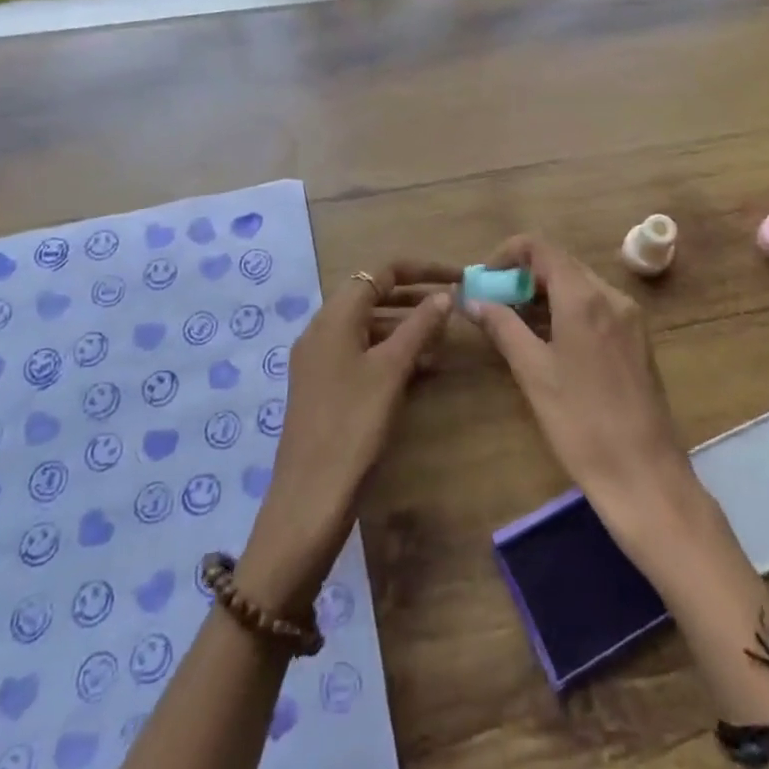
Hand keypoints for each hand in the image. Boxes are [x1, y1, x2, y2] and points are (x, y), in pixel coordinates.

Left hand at [236, 261, 455, 614]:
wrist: (310, 498)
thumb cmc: (353, 425)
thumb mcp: (391, 370)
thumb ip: (419, 326)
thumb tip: (444, 294)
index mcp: (334, 317)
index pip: (380, 272)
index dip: (421, 269)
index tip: (457, 275)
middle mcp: (323, 330)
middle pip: (373, 296)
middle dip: (415, 297)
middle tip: (455, 306)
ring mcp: (321, 360)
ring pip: (370, 327)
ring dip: (406, 327)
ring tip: (444, 340)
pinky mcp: (325, 387)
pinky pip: (363, 353)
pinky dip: (392, 352)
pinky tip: (422, 369)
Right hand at [465, 236, 697, 542]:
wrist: (645, 475)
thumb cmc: (582, 423)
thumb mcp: (533, 373)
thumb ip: (503, 327)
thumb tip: (473, 300)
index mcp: (585, 297)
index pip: (541, 248)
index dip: (508, 254)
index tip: (485, 279)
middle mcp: (612, 296)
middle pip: (561, 264)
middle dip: (523, 276)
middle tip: (493, 303)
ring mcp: (630, 317)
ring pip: (579, 286)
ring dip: (544, 294)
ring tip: (513, 323)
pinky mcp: (637, 340)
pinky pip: (596, 307)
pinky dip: (567, 310)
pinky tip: (548, 341)